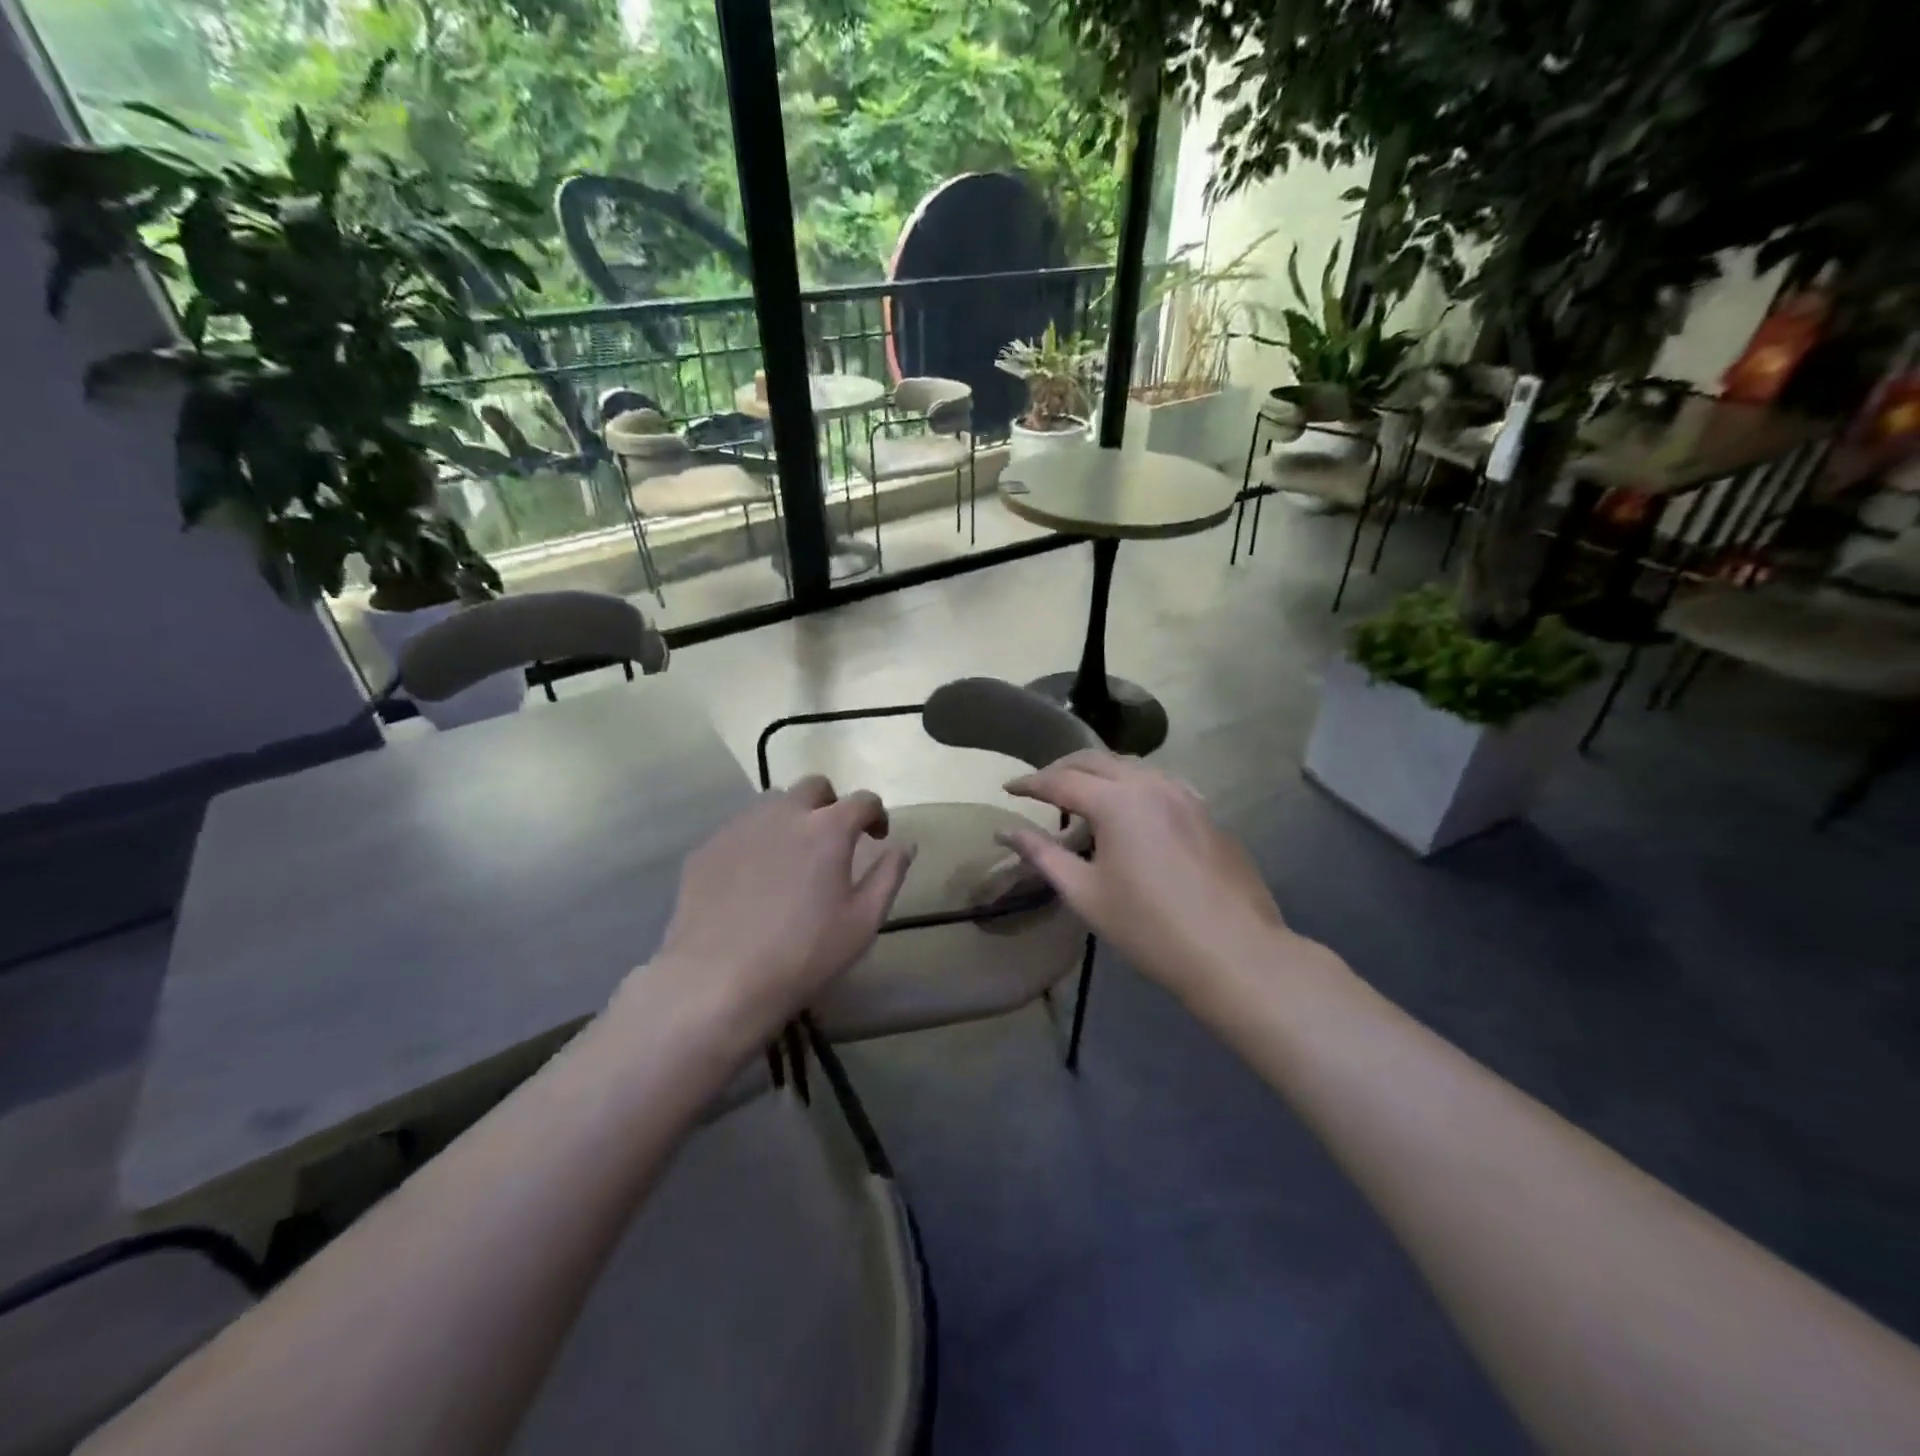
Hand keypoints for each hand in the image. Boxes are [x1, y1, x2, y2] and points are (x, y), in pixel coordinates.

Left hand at [626, 776, 914, 1053]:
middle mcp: (784, 814)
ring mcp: (741, 827)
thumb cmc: (804, 954)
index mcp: (828, 829)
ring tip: (793, 853)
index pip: (862, 800)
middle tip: (834, 839)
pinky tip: (754, 878)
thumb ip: (889, 875)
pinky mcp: (708, 847)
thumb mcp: (863, 922)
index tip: (877, 836)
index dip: (876, 814)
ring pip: (773, 802)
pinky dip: (757, 840)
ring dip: (792, 816)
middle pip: (814, 787)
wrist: (718, 981)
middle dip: (831, 804)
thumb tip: (906, 845)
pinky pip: (741, 829)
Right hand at [997, 751, 1297, 997]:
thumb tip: (1005, 832)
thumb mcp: (1085, 893)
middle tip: (1038, 787)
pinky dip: (1131, 786)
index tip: (1007, 788)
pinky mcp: (1205, 812)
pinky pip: (1159, 783)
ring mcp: (1184, 795)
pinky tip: (1130, 809)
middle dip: (1061, 768)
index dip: (1030, 783)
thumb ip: (1043, 855)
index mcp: (1116, 801)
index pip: (1060, 780)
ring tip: (1080, 796)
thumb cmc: (1149, 927)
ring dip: (1098, 773)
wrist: (1233, 952)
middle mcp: (1150, 784)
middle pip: (1095, 761)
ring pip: (1130, 767)